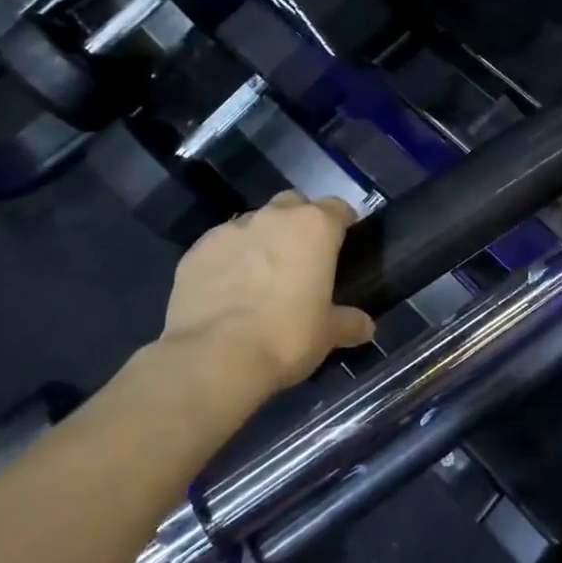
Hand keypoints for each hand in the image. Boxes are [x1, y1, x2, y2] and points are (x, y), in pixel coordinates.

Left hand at [148, 192, 374, 395]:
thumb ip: (349, 322)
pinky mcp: (196, 250)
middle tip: (301, 259)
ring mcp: (230, 230)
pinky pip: (220, 247)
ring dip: (262, 241)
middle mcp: (273, 217)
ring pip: (254, 223)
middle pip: (293, 204)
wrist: (214, 358)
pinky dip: (228, 260)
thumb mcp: (329, 334)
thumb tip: (365, 326)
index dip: (342, 224)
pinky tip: (227, 291)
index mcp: (314, 227)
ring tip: (260, 278)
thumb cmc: (286, 336)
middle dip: (299, 223)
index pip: (338, 208)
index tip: (343, 244)